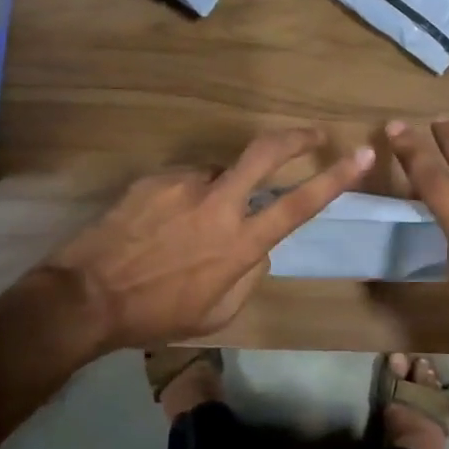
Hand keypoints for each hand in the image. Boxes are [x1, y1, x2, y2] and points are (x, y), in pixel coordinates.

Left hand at [39, 128, 373, 352]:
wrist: (87, 296)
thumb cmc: (158, 314)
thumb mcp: (218, 312)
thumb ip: (250, 274)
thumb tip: (260, 246)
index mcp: (240, 243)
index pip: (299, 204)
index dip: (336, 178)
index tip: (360, 154)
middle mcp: (219, 204)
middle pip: (267, 152)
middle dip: (297, 137)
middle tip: (313, 134)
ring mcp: (185, 184)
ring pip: (220, 172)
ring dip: (220, 189)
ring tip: (189, 223)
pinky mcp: (157, 178)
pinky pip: (186, 180)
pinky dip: (187, 196)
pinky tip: (162, 222)